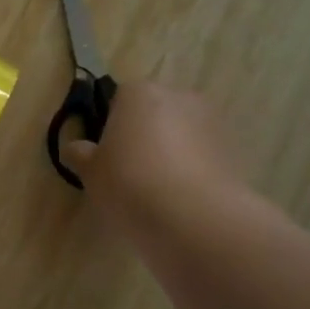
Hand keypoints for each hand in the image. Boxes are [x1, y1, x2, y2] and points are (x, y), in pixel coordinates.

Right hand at [65, 80, 251, 229]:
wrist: (192, 216)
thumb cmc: (129, 183)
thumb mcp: (90, 172)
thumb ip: (80, 154)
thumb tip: (77, 147)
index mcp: (139, 92)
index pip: (119, 98)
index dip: (109, 125)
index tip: (105, 154)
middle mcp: (178, 96)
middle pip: (154, 111)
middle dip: (143, 134)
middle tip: (127, 171)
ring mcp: (210, 121)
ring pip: (180, 132)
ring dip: (169, 151)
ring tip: (155, 189)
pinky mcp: (232, 148)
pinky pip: (201, 154)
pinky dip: (191, 168)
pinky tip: (179, 197)